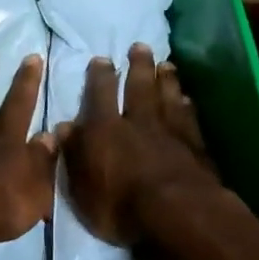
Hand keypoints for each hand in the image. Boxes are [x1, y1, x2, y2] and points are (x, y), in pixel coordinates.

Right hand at [57, 43, 222, 247]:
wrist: (177, 213)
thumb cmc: (120, 206)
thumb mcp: (81, 188)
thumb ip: (73, 154)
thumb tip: (63, 127)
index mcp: (105, 129)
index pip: (100, 94)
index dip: (100, 76)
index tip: (102, 59)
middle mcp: (137, 121)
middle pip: (139, 87)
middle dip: (138, 65)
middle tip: (140, 46)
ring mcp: (170, 130)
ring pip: (167, 96)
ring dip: (165, 79)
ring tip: (165, 64)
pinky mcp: (194, 144)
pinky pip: (189, 117)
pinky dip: (186, 105)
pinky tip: (186, 98)